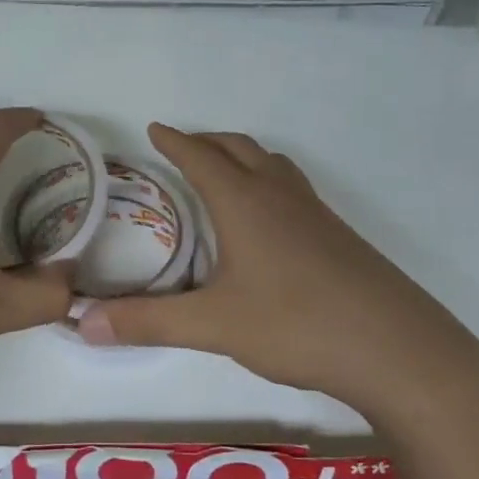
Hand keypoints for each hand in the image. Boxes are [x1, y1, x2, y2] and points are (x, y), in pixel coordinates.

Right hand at [74, 124, 478, 416]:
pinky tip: (268, 222)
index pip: (201, 157)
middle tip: (181, 148)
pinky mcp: (339, 237)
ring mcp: (316, 214)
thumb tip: (81, 323)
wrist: (398, 350)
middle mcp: (280, 196)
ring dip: (242, 158)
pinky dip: (269, 183)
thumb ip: (147, 322)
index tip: (154, 128)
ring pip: (273, 165)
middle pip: (239, 148)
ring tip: (223, 174)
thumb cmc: (297, 324)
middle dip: (207, 142)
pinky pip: (294, 190)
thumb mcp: (213, 325)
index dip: (175, 141)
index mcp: (245, 202)